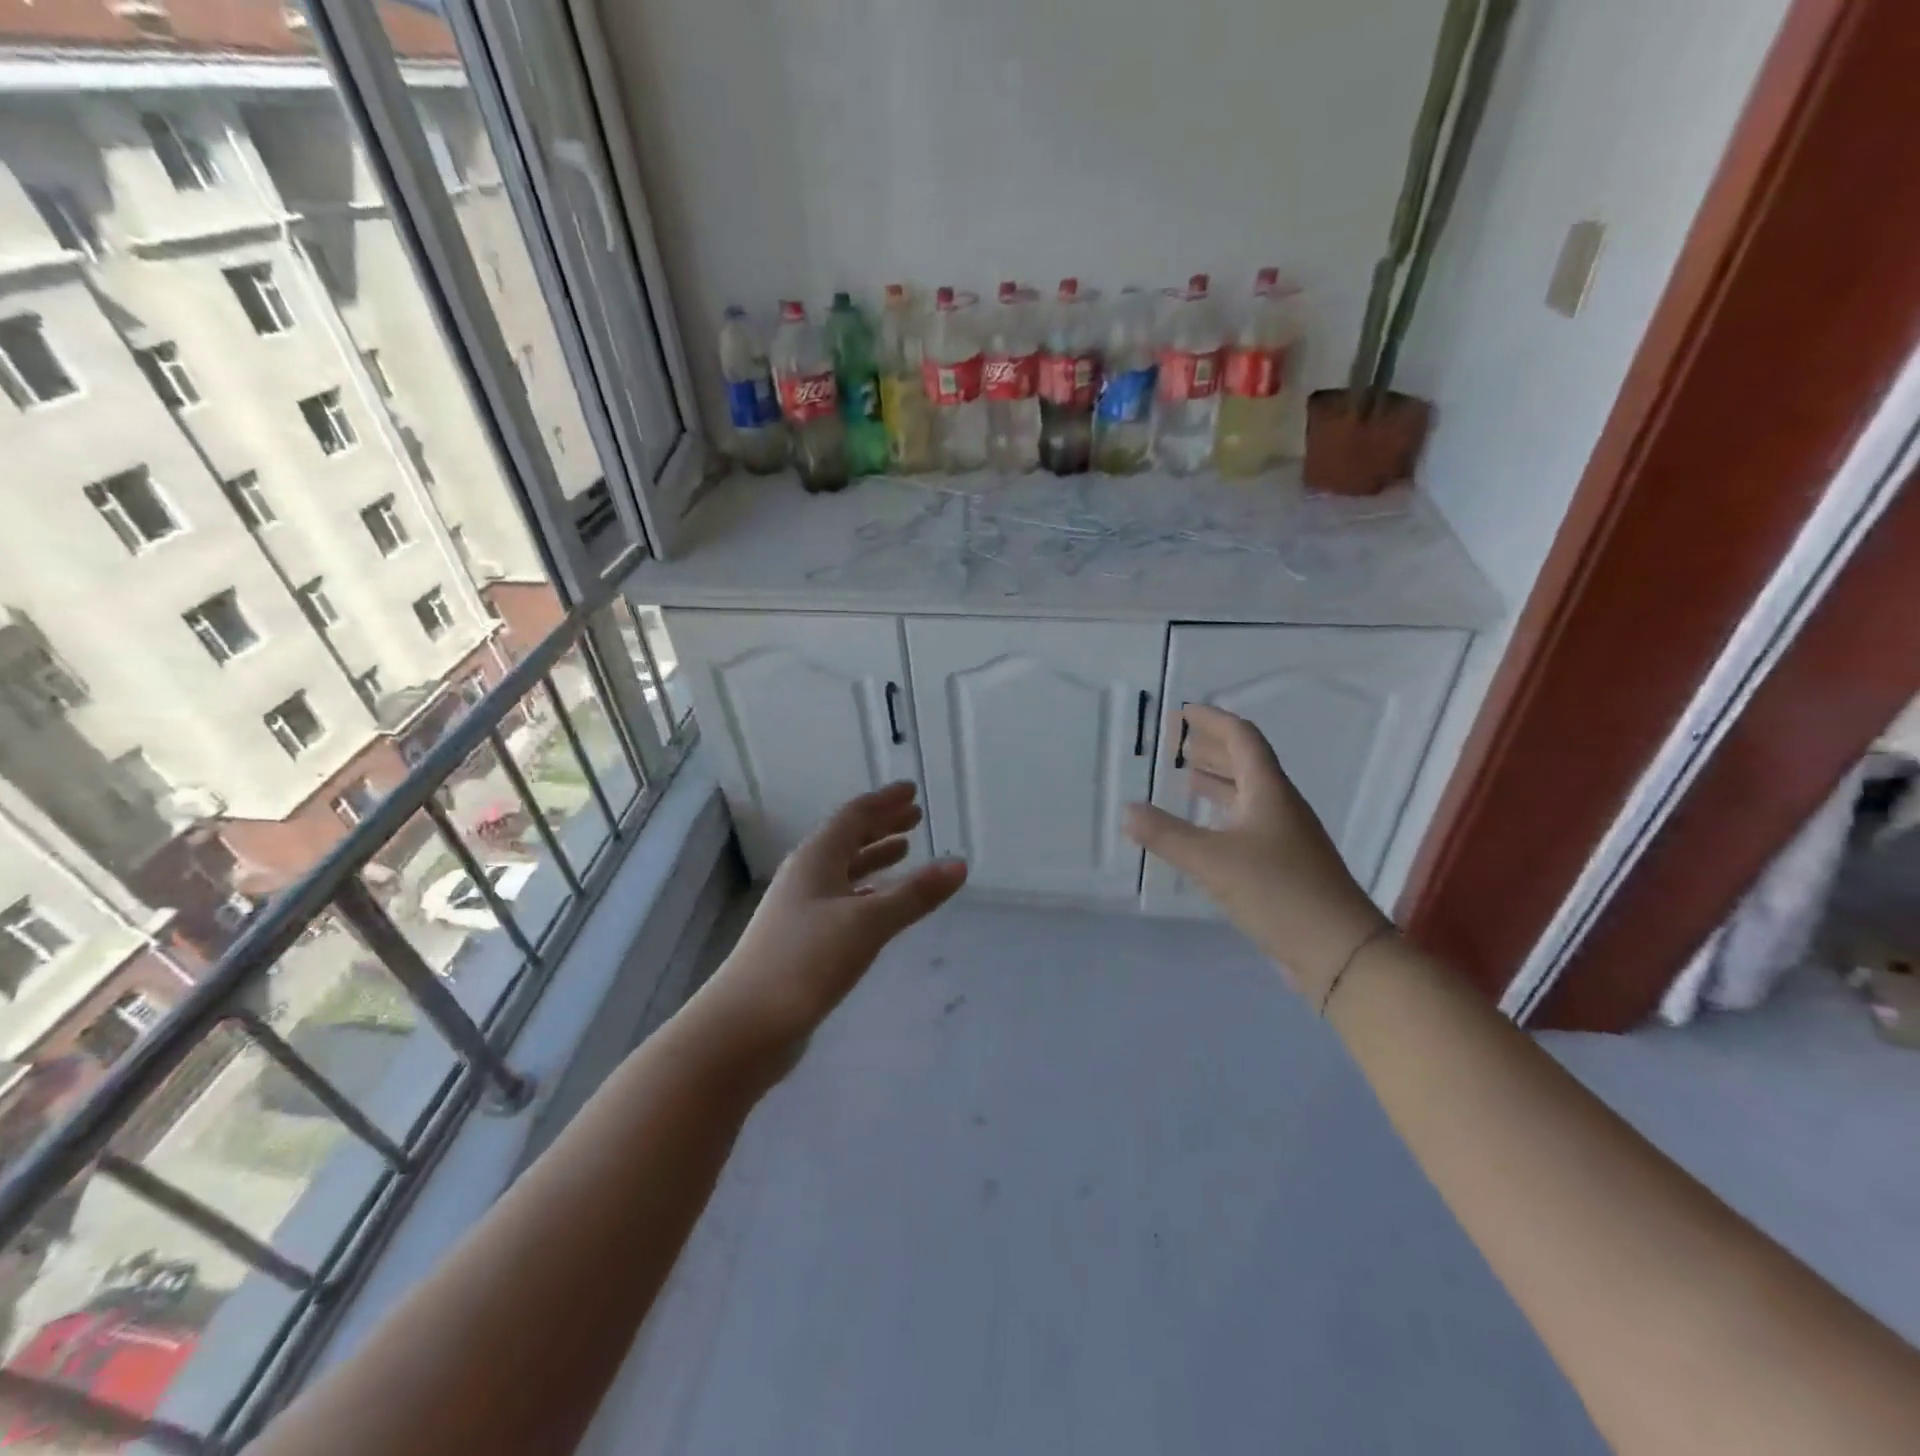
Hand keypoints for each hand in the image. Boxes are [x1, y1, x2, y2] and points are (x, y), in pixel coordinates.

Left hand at [696, 782, 967, 1062]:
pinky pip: (841, 901)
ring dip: (874, 858)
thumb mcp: (868, 923)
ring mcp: (800, 909)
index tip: (912, 790)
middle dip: (881, 826)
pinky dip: (866, 893)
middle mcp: (806, 876)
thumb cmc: (806, 961)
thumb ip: (914, 894)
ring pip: (844, 871)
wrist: (745, 1026)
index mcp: (816, 859)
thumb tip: (959, 864)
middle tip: (915, 817)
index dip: (884, 801)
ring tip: (904, 851)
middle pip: (847, 839)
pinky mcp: (801, 941)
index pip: (854, 816)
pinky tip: (880, 904)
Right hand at [1124, 705, 1389, 1002]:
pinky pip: (1247, 825)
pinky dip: (1222, 816)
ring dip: (1217, 782)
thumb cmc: (1278, 892)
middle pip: (1246, 764)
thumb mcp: (1213, 861)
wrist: (1339, 952)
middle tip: (1177, 742)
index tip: (1184, 712)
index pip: (1242, 739)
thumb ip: (1167, 835)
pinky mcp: (1284, 866)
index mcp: (1269, 792)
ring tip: (1186, 777)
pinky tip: (1204, 831)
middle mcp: (1280, 807)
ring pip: (1247, 796)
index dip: (1213, 721)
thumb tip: (1127, 809)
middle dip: (1212, 748)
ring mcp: (1285, 838)